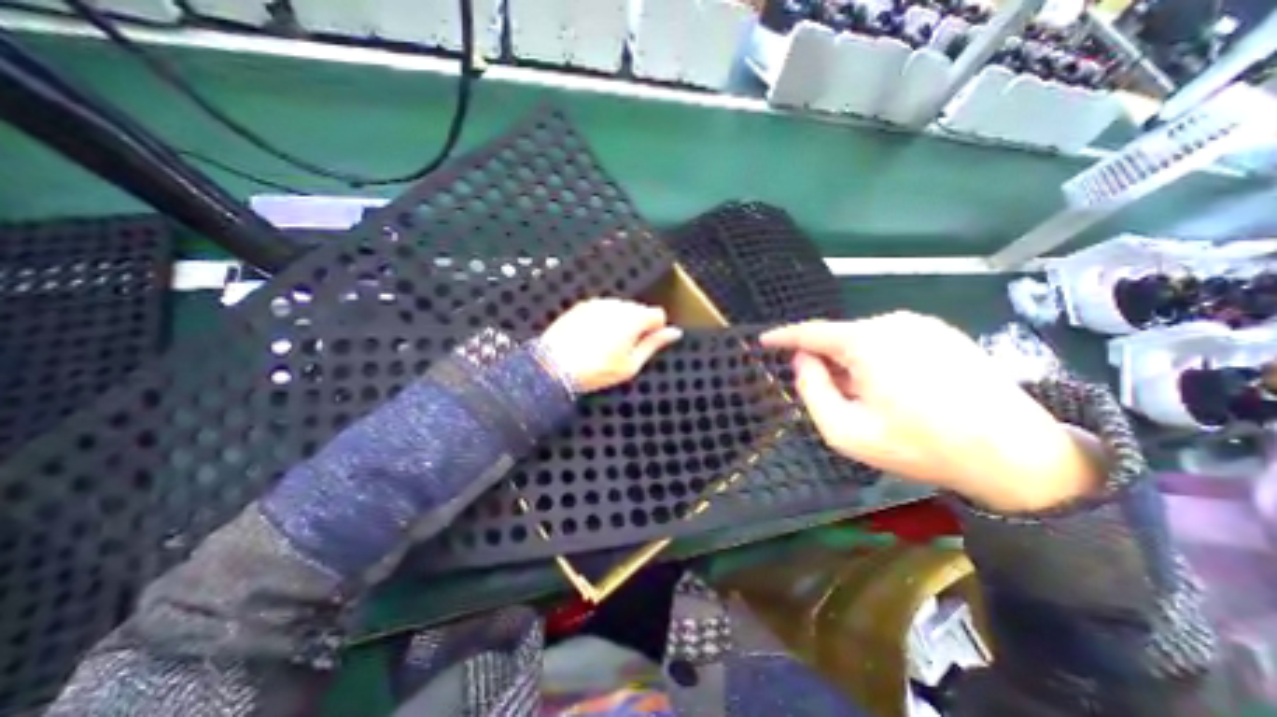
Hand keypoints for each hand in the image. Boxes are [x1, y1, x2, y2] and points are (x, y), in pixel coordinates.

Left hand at [535, 298, 682, 395]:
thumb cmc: (596, 370)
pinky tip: (592, 339)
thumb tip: (674, 333)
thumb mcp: (631, 365)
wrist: (554, 367)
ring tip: (605, 346)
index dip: (655, 330)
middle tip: (624, 349)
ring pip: (620, 309)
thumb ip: (654, 344)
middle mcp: (617, 305)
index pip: (657, 314)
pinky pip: (601, 309)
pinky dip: (602, 320)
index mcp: (634, 318)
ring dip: (619, 322)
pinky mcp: (581, 306)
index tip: (646, 344)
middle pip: (638, 310)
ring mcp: (598, 303)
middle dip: (637, 325)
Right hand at [762, 312, 1103, 515]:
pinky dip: (878, 361)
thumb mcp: (846, 430)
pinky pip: (891, 342)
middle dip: (826, 362)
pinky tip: (896, 391)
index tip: (764, 341)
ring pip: (865, 340)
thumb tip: (802, 360)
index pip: (811, 332)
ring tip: (869, 400)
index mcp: (867, 341)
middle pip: (839, 338)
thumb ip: (812, 390)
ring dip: (853, 364)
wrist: (1015, 455)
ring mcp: (923, 325)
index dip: (784, 336)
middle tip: (833, 397)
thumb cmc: (919, 445)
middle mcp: (893, 322)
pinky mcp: (943, 333)